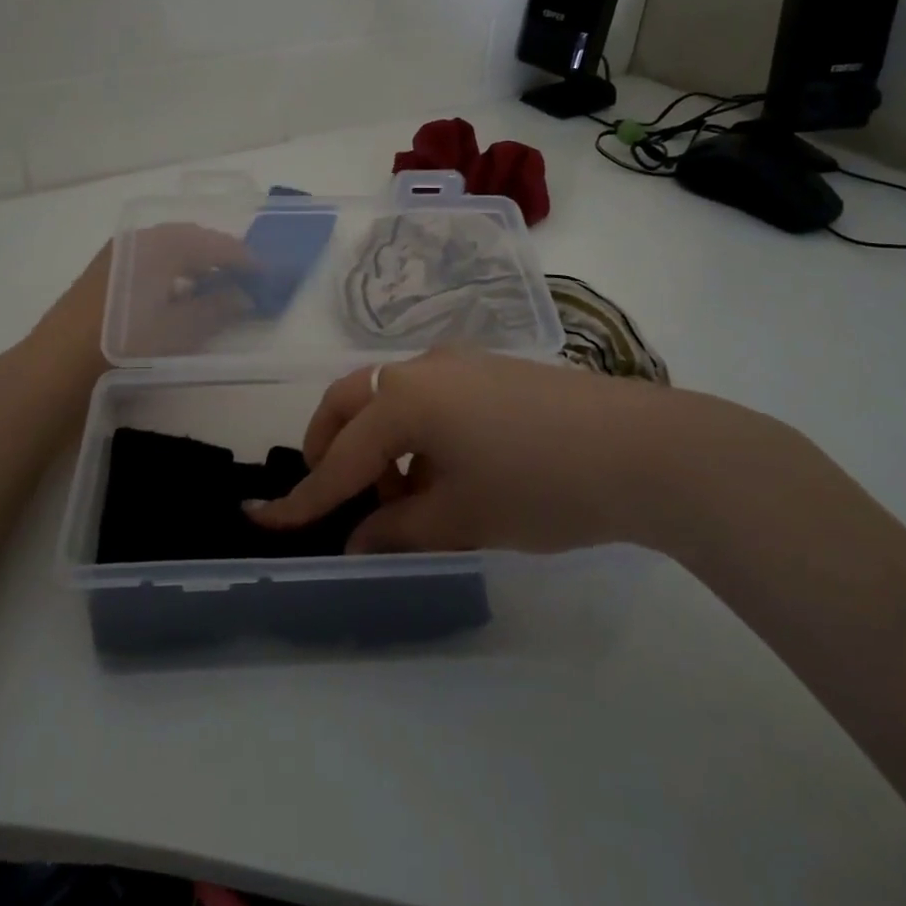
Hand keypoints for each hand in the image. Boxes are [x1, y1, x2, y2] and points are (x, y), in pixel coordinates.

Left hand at [28, 225, 257, 376]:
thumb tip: (244, 296)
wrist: (57, 365)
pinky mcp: (103, 271)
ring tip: (216, 287)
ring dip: (195, 264)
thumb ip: (218, 308)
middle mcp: (139, 239)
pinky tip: (178, 295)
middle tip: (245, 277)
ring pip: (168, 249)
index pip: (214, 244)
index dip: (243, 259)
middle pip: (190, 240)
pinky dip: (172, 271)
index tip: (266, 274)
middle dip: (220, 257)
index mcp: (161, 245)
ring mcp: (117, 253)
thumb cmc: (125, 345)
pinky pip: (149, 260)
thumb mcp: (180, 330)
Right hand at [245, 349, 822, 556]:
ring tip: (402, 500)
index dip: (301, 499)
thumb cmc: (541, 486)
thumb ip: (398, 530)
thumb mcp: (462, 518)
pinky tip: (445, 472)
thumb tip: (357, 542)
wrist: (644, 449)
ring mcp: (460, 363)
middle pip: (351, 402)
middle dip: (329, 446)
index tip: (260, 520)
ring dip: (378, 443)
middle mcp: (422, 370)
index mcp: (405, 402)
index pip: (339, 460)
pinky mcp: (491, 370)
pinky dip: (416, 433)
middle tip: (333, 495)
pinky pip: (429, 397)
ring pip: (391, 398)